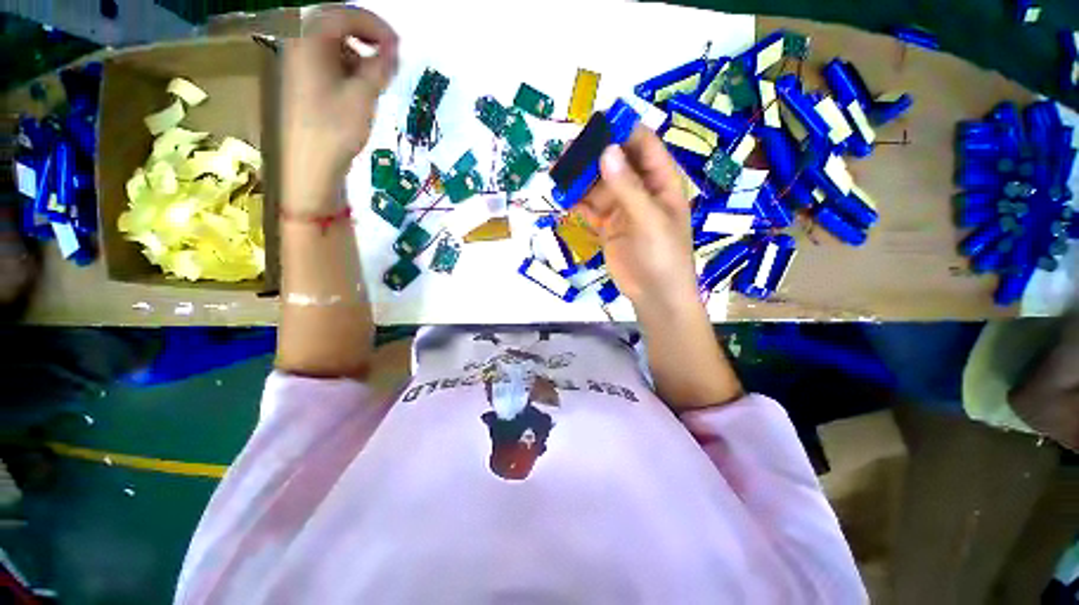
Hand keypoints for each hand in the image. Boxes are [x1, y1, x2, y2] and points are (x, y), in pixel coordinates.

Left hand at [281, 5, 397, 210]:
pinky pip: (324, 60)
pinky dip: (345, 67)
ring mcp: (295, 62)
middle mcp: (296, 43)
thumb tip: (395, 49)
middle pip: (335, 25)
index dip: (375, 25)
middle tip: (390, 57)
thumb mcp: (363, 95)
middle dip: (365, 38)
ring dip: (357, 54)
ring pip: (330, 43)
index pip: (344, 15)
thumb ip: (381, 67)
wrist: (309, 165)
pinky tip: (358, 87)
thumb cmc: (335, 129)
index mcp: (307, 39)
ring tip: (376, 78)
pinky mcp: (299, 80)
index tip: (399, 45)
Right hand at [576, 126, 698, 312]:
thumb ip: (627, 187)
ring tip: (558, 172)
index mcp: (661, 180)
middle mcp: (641, 189)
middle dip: (593, 156)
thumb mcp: (648, 219)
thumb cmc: (662, 255)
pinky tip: (563, 197)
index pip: (642, 145)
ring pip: (598, 185)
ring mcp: (622, 208)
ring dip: (580, 179)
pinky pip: (590, 208)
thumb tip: (606, 152)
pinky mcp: (607, 225)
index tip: (593, 124)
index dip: (620, 131)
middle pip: (615, 162)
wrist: (654, 294)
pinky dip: (577, 202)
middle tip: (567, 151)